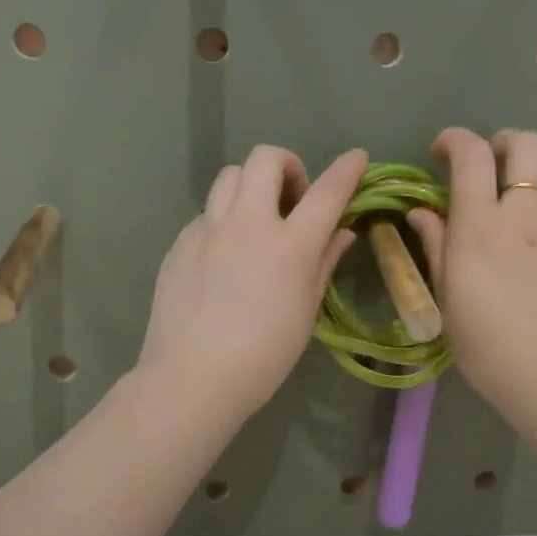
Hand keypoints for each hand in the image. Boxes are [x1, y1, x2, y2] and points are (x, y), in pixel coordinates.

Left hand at [138, 145, 367, 423]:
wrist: (193, 378)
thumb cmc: (263, 357)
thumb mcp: (305, 313)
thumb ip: (324, 264)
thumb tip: (341, 233)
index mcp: (289, 245)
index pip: (327, 191)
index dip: (347, 169)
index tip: (357, 158)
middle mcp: (248, 224)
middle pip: (265, 159)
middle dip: (287, 166)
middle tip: (292, 200)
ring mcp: (208, 231)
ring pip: (229, 177)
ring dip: (250, 186)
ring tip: (255, 220)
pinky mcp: (180, 245)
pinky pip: (205, 214)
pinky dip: (222, 220)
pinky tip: (223, 255)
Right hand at [405, 128, 536, 424]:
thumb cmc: (487, 347)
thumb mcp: (447, 299)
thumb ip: (436, 246)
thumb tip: (422, 212)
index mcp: (481, 228)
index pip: (471, 155)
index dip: (454, 140)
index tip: (441, 152)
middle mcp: (524, 217)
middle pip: (527, 145)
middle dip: (503, 142)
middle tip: (487, 165)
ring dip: (523, 189)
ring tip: (509, 224)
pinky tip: (535, 267)